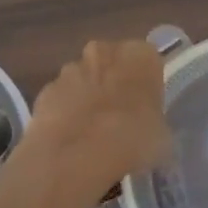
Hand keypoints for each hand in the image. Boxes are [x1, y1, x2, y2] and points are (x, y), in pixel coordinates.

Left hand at [27, 40, 170, 194]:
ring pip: (84, 79)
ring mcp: (71, 69)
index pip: (149, 60)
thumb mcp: (161, 137)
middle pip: (113, 63)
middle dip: (114, 84)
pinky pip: (61, 99)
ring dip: (88, 97)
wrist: (75, 156)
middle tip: (120, 118)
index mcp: (141, 55)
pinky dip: (65, 113)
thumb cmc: (132, 140)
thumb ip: (155, 123)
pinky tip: (69, 140)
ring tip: (91, 134)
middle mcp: (105, 51)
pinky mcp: (45, 90)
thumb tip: (150, 130)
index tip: (146, 108)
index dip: (147, 84)